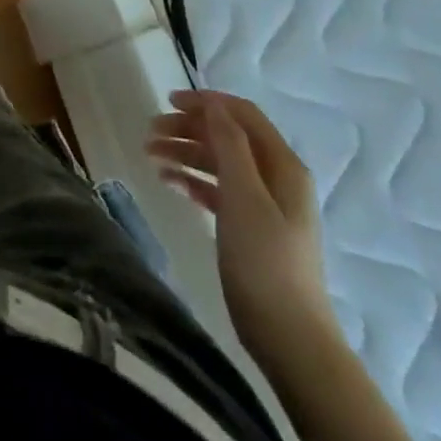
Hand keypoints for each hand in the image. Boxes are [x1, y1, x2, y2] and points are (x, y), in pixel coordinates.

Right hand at [148, 89, 340, 372]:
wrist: (290, 339)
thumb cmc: (265, 261)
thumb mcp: (244, 196)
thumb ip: (229, 145)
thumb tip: (214, 105)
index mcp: (282, 165)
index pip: (242, 114)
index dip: (206, 103)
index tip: (167, 101)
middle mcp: (276, 178)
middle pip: (227, 136)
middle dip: (188, 128)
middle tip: (150, 132)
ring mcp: (264, 204)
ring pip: (218, 162)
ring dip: (185, 153)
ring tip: (150, 155)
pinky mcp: (250, 228)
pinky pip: (217, 190)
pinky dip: (192, 180)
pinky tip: (168, 181)